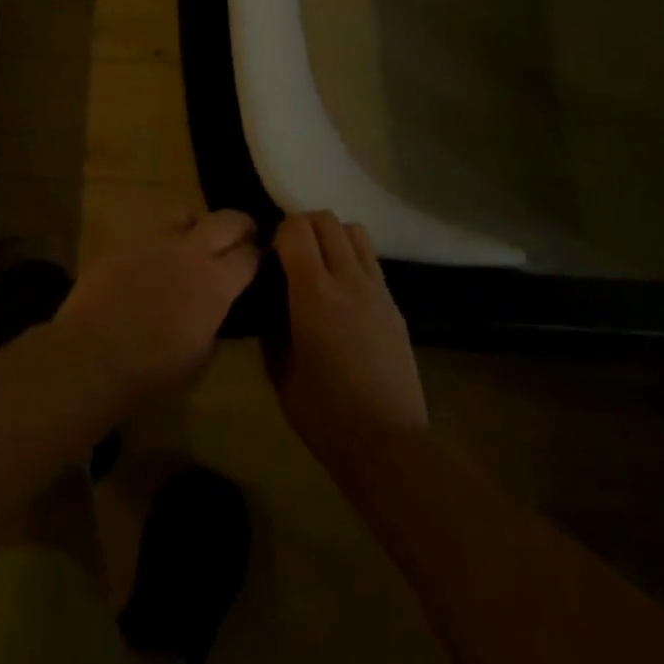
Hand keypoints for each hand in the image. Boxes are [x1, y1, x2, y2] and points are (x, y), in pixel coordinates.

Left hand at [51, 210, 260, 411]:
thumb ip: (214, 323)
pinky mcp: (124, 242)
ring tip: (194, 242)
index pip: (250, 255)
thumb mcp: (200, 357)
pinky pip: (150, 232)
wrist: (92, 355)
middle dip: (240, 226)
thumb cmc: (152, 370)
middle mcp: (190, 251)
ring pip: (185, 213)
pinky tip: (153, 262)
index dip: (258, 257)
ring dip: (196, 226)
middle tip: (242, 237)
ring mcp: (154, 240)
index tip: (258, 263)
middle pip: (226, 219)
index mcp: (216, 282)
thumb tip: (214, 311)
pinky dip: (160, 243)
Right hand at [272, 211, 427, 480]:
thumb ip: (272, 327)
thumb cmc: (323, 412)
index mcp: (313, 291)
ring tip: (320, 265)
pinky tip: (343, 292)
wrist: (387, 443)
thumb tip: (271, 305)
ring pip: (354, 231)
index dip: (278, 233)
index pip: (296, 228)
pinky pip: (371, 260)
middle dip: (303, 226)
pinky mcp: (394, 305)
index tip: (269, 257)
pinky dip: (353, 258)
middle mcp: (348, 278)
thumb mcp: (279, 371)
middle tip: (290, 255)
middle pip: (327, 220)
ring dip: (332, 236)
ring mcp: (377, 289)